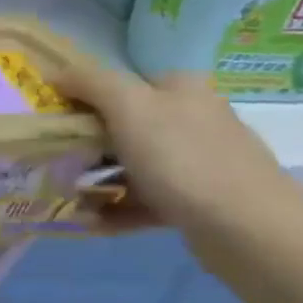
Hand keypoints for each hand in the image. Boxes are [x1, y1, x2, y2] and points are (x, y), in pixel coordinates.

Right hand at [54, 59, 302, 244]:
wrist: (248, 230)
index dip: (85, 97)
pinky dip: (119, 208)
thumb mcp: (128, 105)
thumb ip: (89, 81)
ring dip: (99, 179)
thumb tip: (54, 72)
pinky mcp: (200, 201)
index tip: (54, 118)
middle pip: (126, 125)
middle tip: (55, 158)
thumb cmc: (182, 158)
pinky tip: (93, 220)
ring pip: (134, 164)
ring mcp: (200, 162)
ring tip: (69, 195)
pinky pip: (147, 199)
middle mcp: (194, 119)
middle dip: (88, 143)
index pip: (123, 83)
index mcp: (181, 89)